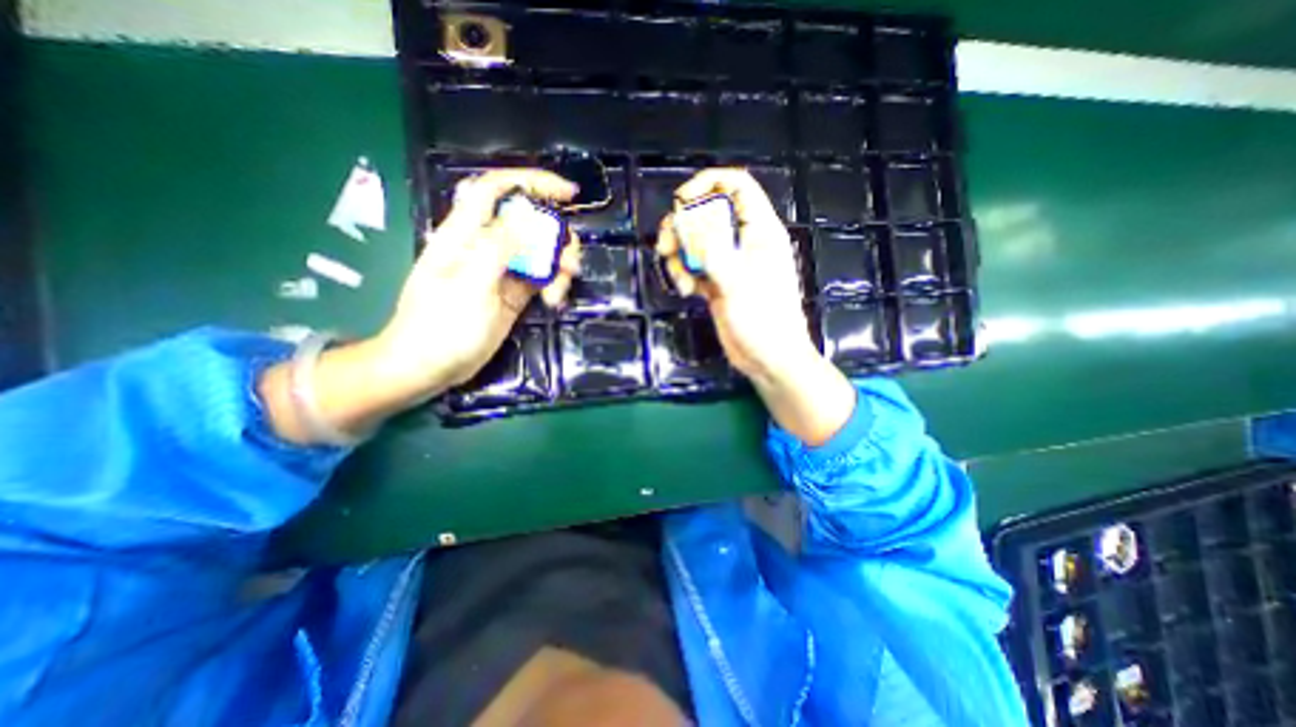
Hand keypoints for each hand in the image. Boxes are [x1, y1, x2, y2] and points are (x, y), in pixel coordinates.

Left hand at [376, 168, 576, 398]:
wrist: (429, 367)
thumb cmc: (442, 327)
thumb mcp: (471, 285)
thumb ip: (498, 248)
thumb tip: (527, 215)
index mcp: (466, 235)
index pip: (497, 191)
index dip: (531, 182)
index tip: (568, 193)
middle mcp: (487, 247)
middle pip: (529, 223)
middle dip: (556, 236)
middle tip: (571, 261)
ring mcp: (503, 271)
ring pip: (540, 252)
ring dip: (558, 266)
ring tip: (561, 290)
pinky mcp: (514, 293)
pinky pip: (541, 278)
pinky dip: (553, 286)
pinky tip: (554, 302)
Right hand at [660, 169, 858, 445]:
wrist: (768, 359)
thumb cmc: (764, 321)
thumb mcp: (739, 283)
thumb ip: (713, 251)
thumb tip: (689, 224)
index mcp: (760, 231)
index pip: (737, 186)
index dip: (708, 183)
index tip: (681, 201)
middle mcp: (742, 241)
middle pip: (706, 213)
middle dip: (682, 226)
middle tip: (667, 248)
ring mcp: (728, 263)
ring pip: (695, 241)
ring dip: (679, 256)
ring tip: (682, 281)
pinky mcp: (716, 282)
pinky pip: (693, 266)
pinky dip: (684, 274)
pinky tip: (687, 292)